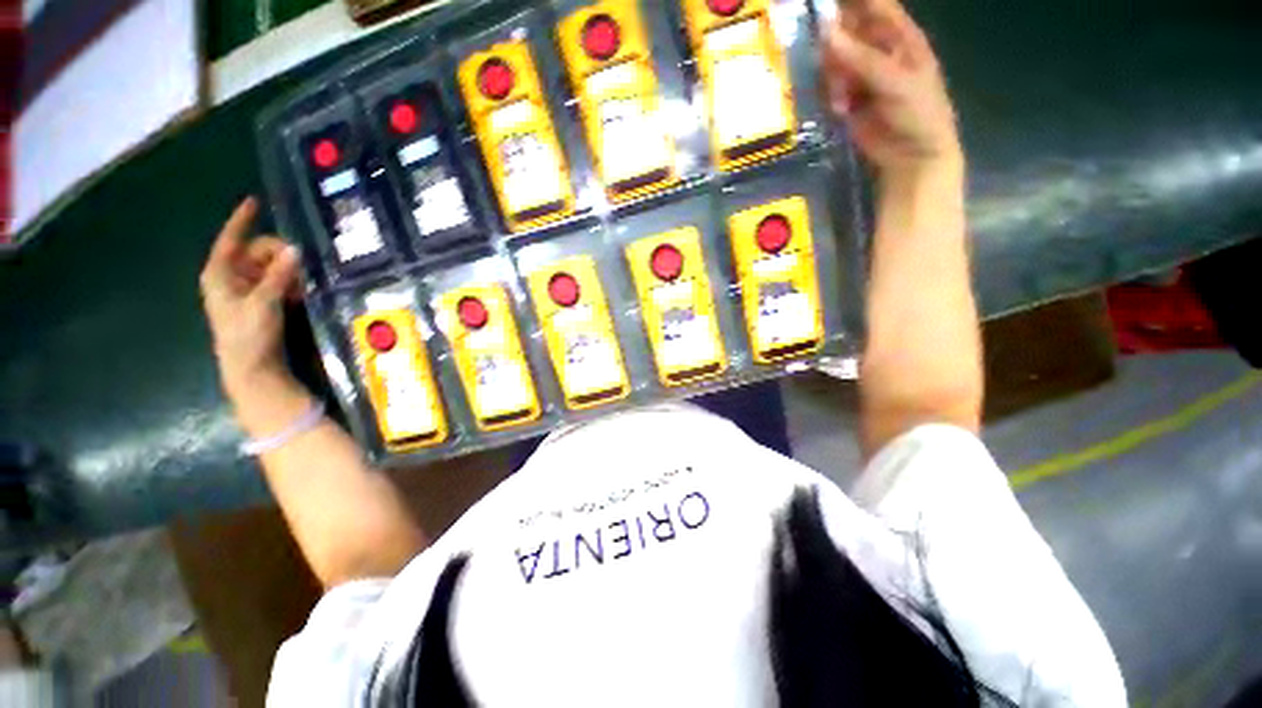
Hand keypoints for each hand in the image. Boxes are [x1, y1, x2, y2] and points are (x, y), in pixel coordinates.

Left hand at [199, 197, 302, 401]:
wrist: (251, 367)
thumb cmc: (247, 334)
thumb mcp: (263, 303)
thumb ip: (279, 275)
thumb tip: (296, 249)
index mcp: (220, 273)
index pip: (230, 239)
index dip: (242, 220)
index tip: (254, 201)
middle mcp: (231, 276)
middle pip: (257, 252)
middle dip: (280, 256)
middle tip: (301, 267)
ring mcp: (246, 289)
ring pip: (271, 267)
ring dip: (288, 272)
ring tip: (302, 285)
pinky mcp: (259, 301)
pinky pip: (277, 282)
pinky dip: (290, 284)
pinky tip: (300, 293)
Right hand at [821, 0, 961, 179]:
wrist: (910, 157)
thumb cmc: (916, 113)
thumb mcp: (894, 82)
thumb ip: (861, 59)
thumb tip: (826, 32)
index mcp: (900, 36)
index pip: (874, 6)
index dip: (853, 1)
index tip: (825, 4)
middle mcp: (878, 50)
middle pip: (848, 32)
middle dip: (835, 44)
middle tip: (833, 66)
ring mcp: (861, 75)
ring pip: (834, 61)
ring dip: (833, 77)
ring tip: (842, 98)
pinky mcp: (847, 98)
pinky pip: (830, 87)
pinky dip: (831, 96)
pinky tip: (841, 109)